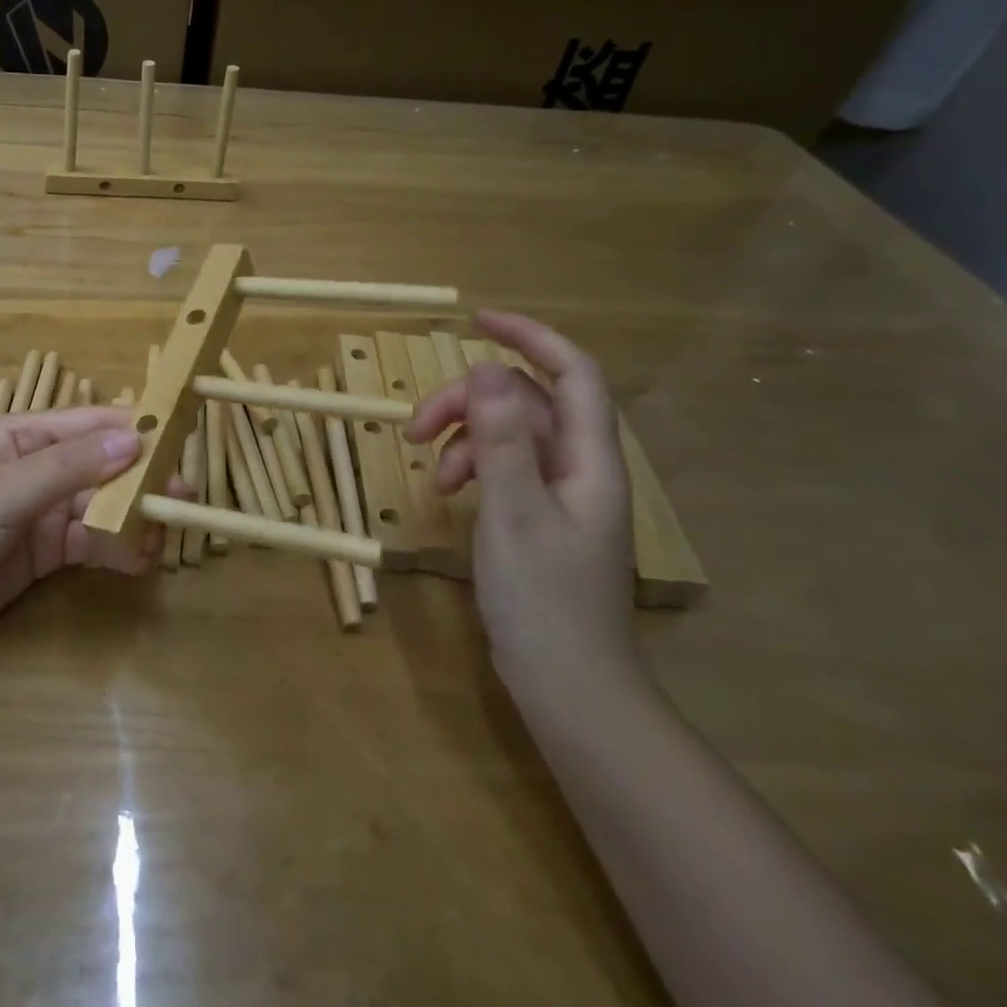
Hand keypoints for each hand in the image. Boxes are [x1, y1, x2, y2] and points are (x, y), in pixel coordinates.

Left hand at [0, 404, 174, 645]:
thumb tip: (134, 441)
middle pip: (103, 465)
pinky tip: (139, 560)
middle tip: (182, 495)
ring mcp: (45, 509)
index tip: (180, 438)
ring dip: (133, 517)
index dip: (134, 429)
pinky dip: (116, 547)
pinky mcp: (48, 548)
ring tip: (162, 536)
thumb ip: (70, 467)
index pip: (91, 423)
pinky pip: (92, 540)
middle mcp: (41, 466)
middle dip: (141, 479)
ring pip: (103, 504)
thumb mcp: (7, 491)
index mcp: (26, 435)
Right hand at [404, 311, 639, 696]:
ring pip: (510, 433)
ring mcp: (560, 494)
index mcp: (590, 460)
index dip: (530, 336)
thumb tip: (485, 367)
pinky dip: (471, 467)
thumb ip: (501, 438)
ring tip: (430, 472)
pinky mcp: (538, 517)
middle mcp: (581, 468)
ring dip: (464, 437)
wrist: (569, 686)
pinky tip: (446, 492)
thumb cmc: (545, 600)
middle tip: (416, 427)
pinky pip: (504, 467)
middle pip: (527, 401)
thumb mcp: (513, 511)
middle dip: (468, 401)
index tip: (476, 320)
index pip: (572, 373)